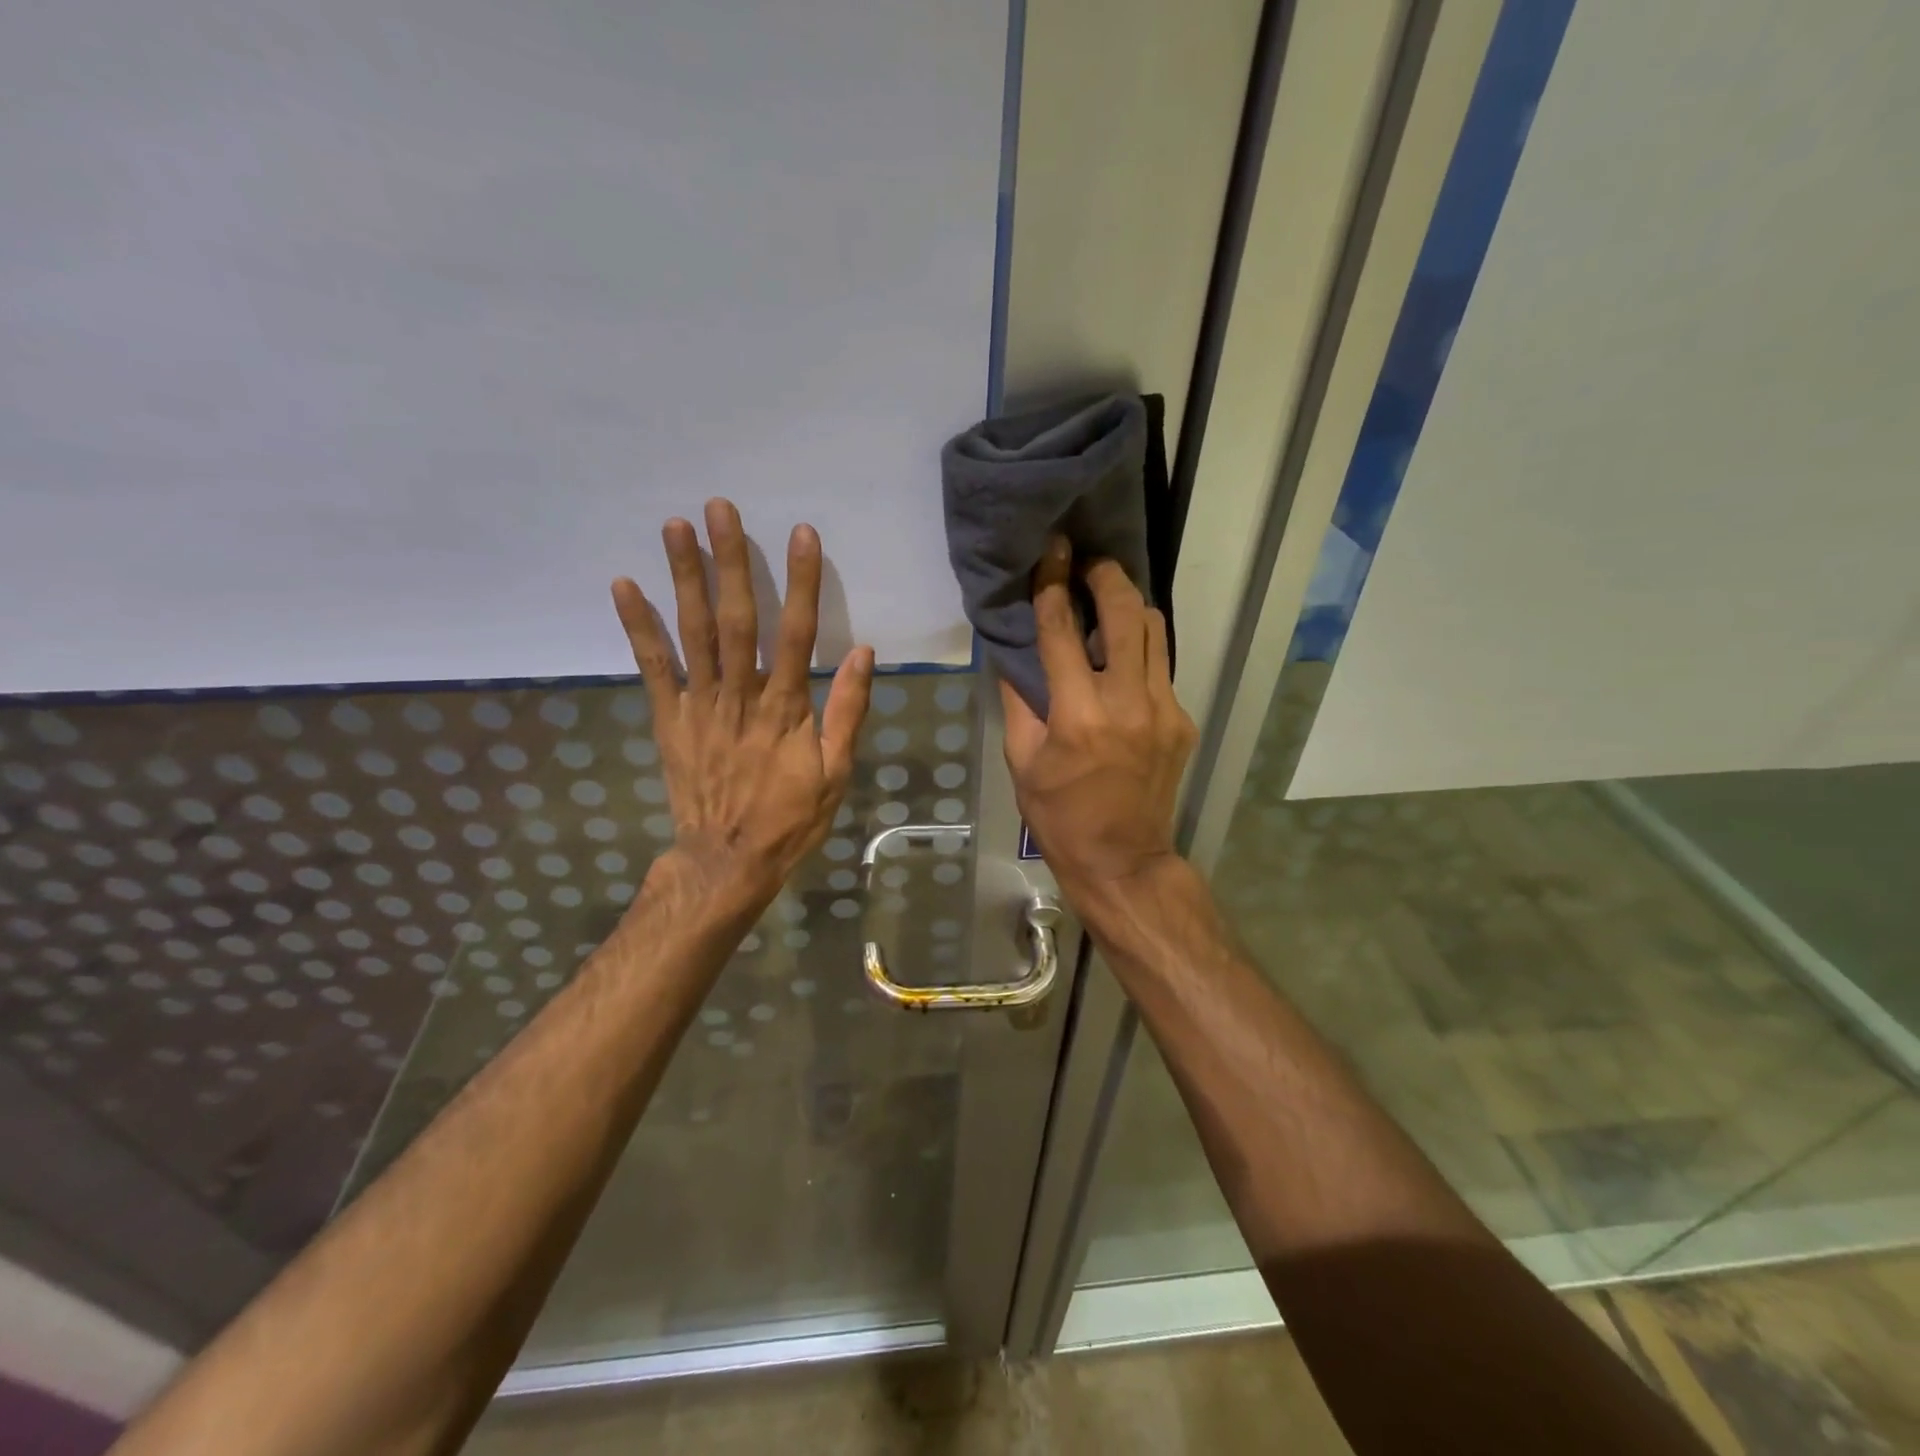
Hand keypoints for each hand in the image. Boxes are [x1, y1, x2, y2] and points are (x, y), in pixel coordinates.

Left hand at [612, 499, 873, 909]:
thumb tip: (866, 654)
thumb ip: (848, 711)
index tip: (800, 533)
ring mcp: (700, 704)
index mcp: (786, 708)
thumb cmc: (790, 818)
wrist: (727, 861)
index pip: (796, 633)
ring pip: (692, 632)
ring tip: (675, 527)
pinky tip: (624, 585)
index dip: (800, 582)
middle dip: (729, 561)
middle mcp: (740, 695)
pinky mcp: (670, 718)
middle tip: (719, 508)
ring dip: (684, 577)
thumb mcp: (836, 773)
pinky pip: (653, 668)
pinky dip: (638, 627)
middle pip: (736, 619)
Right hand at [1000, 537, 1196, 908]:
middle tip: (1089, 562)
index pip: (1063, 632)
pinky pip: (1161, 667)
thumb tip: (1015, 651)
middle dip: (1107, 576)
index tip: (1051, 553)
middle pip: (1126, 614)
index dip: (1053, 586)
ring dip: (1131, 605)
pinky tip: (1122, 657)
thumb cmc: (1059, 816)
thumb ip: (1019, 701)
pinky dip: (1140, 649)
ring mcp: (1164, 710)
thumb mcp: (1022, 761)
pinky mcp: (1181, 721)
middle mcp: (1128, 703)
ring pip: (1155, 631)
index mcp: (1079, 716)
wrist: (1122, 860)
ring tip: (1108, 599)